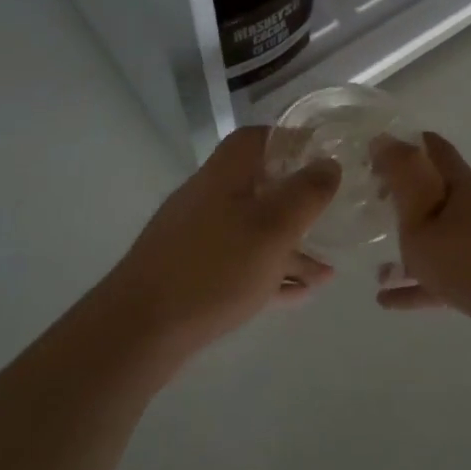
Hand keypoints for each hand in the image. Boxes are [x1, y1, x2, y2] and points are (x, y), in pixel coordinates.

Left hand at [102, 127, 340, 359]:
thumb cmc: (213, 269)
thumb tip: (328, 164)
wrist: (138, 330)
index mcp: (225, 175)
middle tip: (332, 217)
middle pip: (260, 186)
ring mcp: (198, 236)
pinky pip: (241, 263)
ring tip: (327, 272)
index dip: (292, 141)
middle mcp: (209, 197)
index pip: (258, 138)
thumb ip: (306, 193)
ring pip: (254, 230)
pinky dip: (270, 271)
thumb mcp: (273, 228)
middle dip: (298, 202)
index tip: (324, 157)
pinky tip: (298, 293)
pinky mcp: (192, 272)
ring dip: (291, 246)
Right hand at [371, 132, 470, 362]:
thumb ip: (401, 178)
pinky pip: (441, 276)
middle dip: (401, 196)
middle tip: (367, 205)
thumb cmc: (470, 258)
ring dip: (405, 246)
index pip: (432, 148)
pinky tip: (385, 300)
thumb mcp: (422, 216)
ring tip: (372, 260)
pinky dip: (414, 285)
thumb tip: (383, 138)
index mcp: (461, 184)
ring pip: (435, 238)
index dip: (402, 145)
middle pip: (433, 193)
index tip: (370, 156)